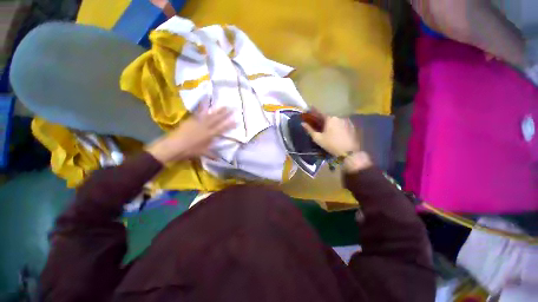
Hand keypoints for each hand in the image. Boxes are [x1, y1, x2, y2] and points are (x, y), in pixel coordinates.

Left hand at [146, 107, 233, 163]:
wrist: (173, 146)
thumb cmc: (189, 151)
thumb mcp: (202, 153)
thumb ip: (212, 155)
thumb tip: (220, 159)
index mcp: (209, 135)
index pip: (222, 129)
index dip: (230, 125)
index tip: (237, 121)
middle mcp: (205, 127)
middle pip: (217, 119)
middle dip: (225, 114)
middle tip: (232, 108)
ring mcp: (198, 122)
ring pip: (210, 115)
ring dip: (217, 110)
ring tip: (223, 105)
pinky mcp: (191, 119)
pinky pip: (198, 112)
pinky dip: (202, 106)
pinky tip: (205, 101)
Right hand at [302, 116, 358, 156]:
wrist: (348, 152)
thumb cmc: (331, 144)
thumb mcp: (318, 138)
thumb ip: (309, 130)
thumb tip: (302, 123)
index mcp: (330, 118)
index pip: (320, 112)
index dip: (314, 111)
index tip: (310, 109)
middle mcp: (339, 117)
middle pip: (328, 116)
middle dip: (323, 119)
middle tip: (319, 123)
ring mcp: (347, 121)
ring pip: (336, 120)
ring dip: (331, 122)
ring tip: (328, 128)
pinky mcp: (352, 126)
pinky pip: (342, 123)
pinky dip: (338, 125)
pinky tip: (337, 131)